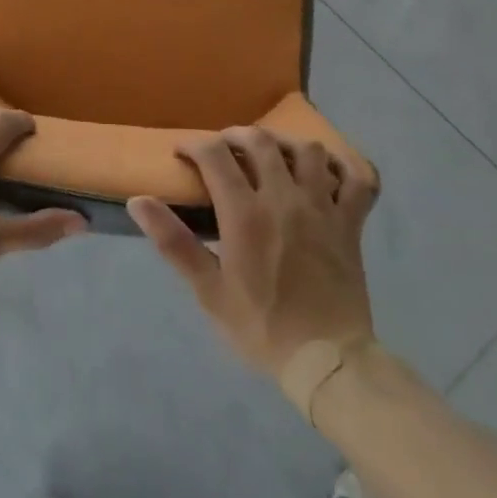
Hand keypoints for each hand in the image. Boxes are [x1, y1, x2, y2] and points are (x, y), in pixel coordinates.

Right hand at [129, 127, 377, 377]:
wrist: (326, 361)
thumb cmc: (261, 326)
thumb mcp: (208, 291)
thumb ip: (173, 242)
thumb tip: (138, 201)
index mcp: (246, 214)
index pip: (215, 155)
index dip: (194, 145)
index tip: (182, 154)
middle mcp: (285, 198)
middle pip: (260, 141)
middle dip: (235, 136)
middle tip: (223, 149)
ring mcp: (323, 207)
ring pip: (309, 150)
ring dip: (286, 144)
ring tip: (272, 156)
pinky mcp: (351, 222)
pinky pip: (358, 179)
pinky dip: (345, 167)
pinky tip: (327, 172)